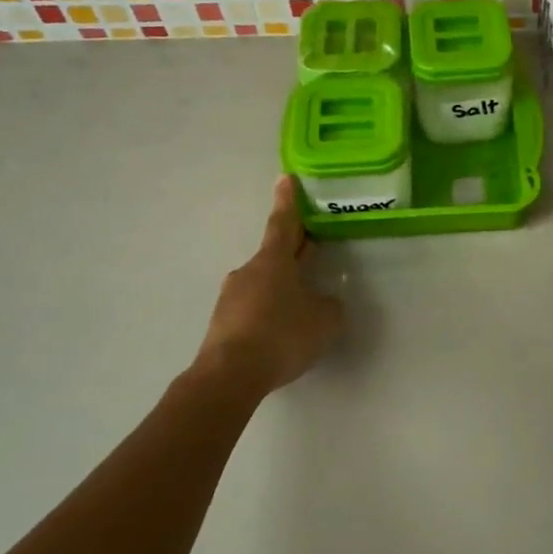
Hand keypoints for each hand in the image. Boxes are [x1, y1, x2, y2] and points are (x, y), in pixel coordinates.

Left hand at [183, 177, 345, 403]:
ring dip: (281, 289)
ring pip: (263, 285)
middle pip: (275, 255)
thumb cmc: (281, 335)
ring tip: (301, 309)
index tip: (285, 178)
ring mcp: (231, 297)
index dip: (288, 201)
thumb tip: (324, 303)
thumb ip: (329, 306)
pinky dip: (268, 314)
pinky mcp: (223, 324)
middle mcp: (249, 272)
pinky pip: (252, 311)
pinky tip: (280, 335)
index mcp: (274, 261)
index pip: (283, 223)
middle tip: (311, 247)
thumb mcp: (323, 320)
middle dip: (294, 251)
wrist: (229, 376)